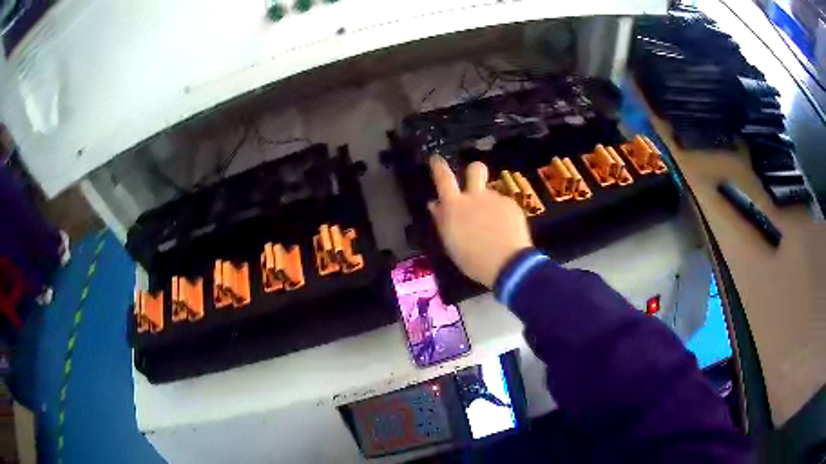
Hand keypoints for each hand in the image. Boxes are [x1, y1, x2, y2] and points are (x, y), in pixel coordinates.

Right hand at [428, 156, 532, 287]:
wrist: (509, 264)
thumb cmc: (473, 259)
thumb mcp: (451, 243)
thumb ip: (442, 220)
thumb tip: (435, 204)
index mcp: (455, 206)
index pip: (443, 178)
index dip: (438, 166)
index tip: (436, 159)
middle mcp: (476, 196)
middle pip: (475, 169)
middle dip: (473, 170)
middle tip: (474, 182)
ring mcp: (496, 199)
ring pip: (490, 194)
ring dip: (489, 204)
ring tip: (493, 227)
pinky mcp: (513, 205)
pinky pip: (504, 206)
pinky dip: (503, 215)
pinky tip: (505, 232)